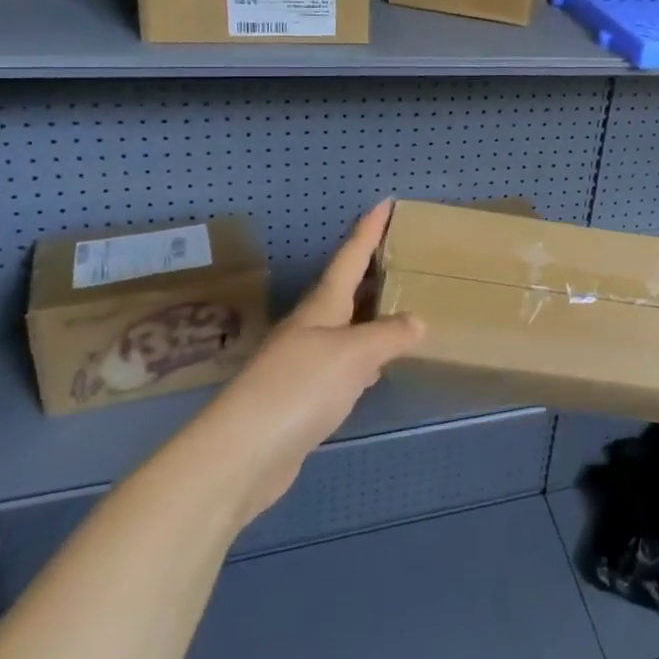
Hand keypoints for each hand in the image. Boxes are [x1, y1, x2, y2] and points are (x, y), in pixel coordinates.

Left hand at [195, 201, 423, 524]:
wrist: (241, 455)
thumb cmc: (299, 388)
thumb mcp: (354, 354)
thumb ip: (389, 335)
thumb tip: (417, 322)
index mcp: (322, 307)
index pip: (350, 257)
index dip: (368, 229)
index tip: (385, 202)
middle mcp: (311, 327)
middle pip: (345, 289)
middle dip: (371, 269)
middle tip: (402, 253)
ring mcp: (304, 363)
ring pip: (346, 327)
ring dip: (371, 314)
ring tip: (401, 305)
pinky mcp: (304, 398)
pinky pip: (344, 364)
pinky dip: (366, 357)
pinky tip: (379, 367)